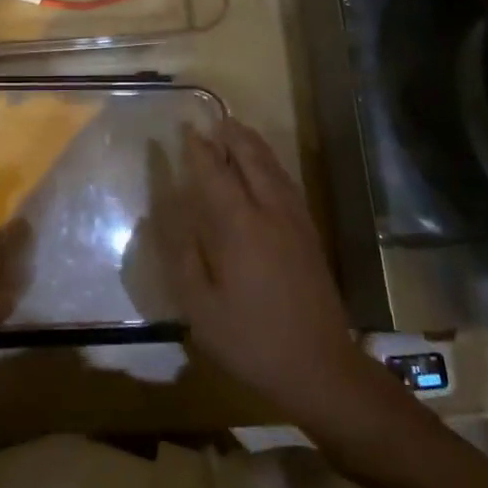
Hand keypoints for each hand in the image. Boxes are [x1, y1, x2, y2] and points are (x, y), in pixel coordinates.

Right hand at [163, 119, 376, 424]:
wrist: (320, 367)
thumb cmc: (252, 341)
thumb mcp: (202, 309)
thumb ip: (183, 258)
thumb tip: (166, 218)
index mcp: (239, 227)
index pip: (215, 173)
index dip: (198, 149)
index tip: (185, 128)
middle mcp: (270, 213)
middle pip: (251, 159)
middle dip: (232, 136)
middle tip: (214, 120)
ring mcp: (295, 222)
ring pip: (274, 169)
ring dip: (254, 146)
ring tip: (238, 132)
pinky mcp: (310, 235)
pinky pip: (288, 184)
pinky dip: (272, 165)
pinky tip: (267, 170)